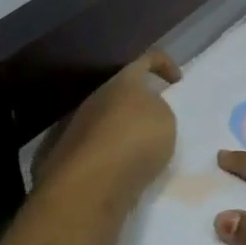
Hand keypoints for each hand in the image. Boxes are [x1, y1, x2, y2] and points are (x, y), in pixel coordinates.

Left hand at [32, 51, 181, 206]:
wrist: (89, 184)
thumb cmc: (136, 140)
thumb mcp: (167, 119)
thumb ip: (159, 110)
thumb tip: (148, 112)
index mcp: (123, 82)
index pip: (146, 60)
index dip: (164, 64)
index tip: (177, 82)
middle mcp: (96, 99)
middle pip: (122, 92)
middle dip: (141, 103)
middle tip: (160, 121)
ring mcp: (77, 127)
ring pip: (107, 120)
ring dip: (125, 131)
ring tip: (144, 152)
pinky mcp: (68, 157)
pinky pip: (98, 148)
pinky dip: (112, 155)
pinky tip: (125, 170)